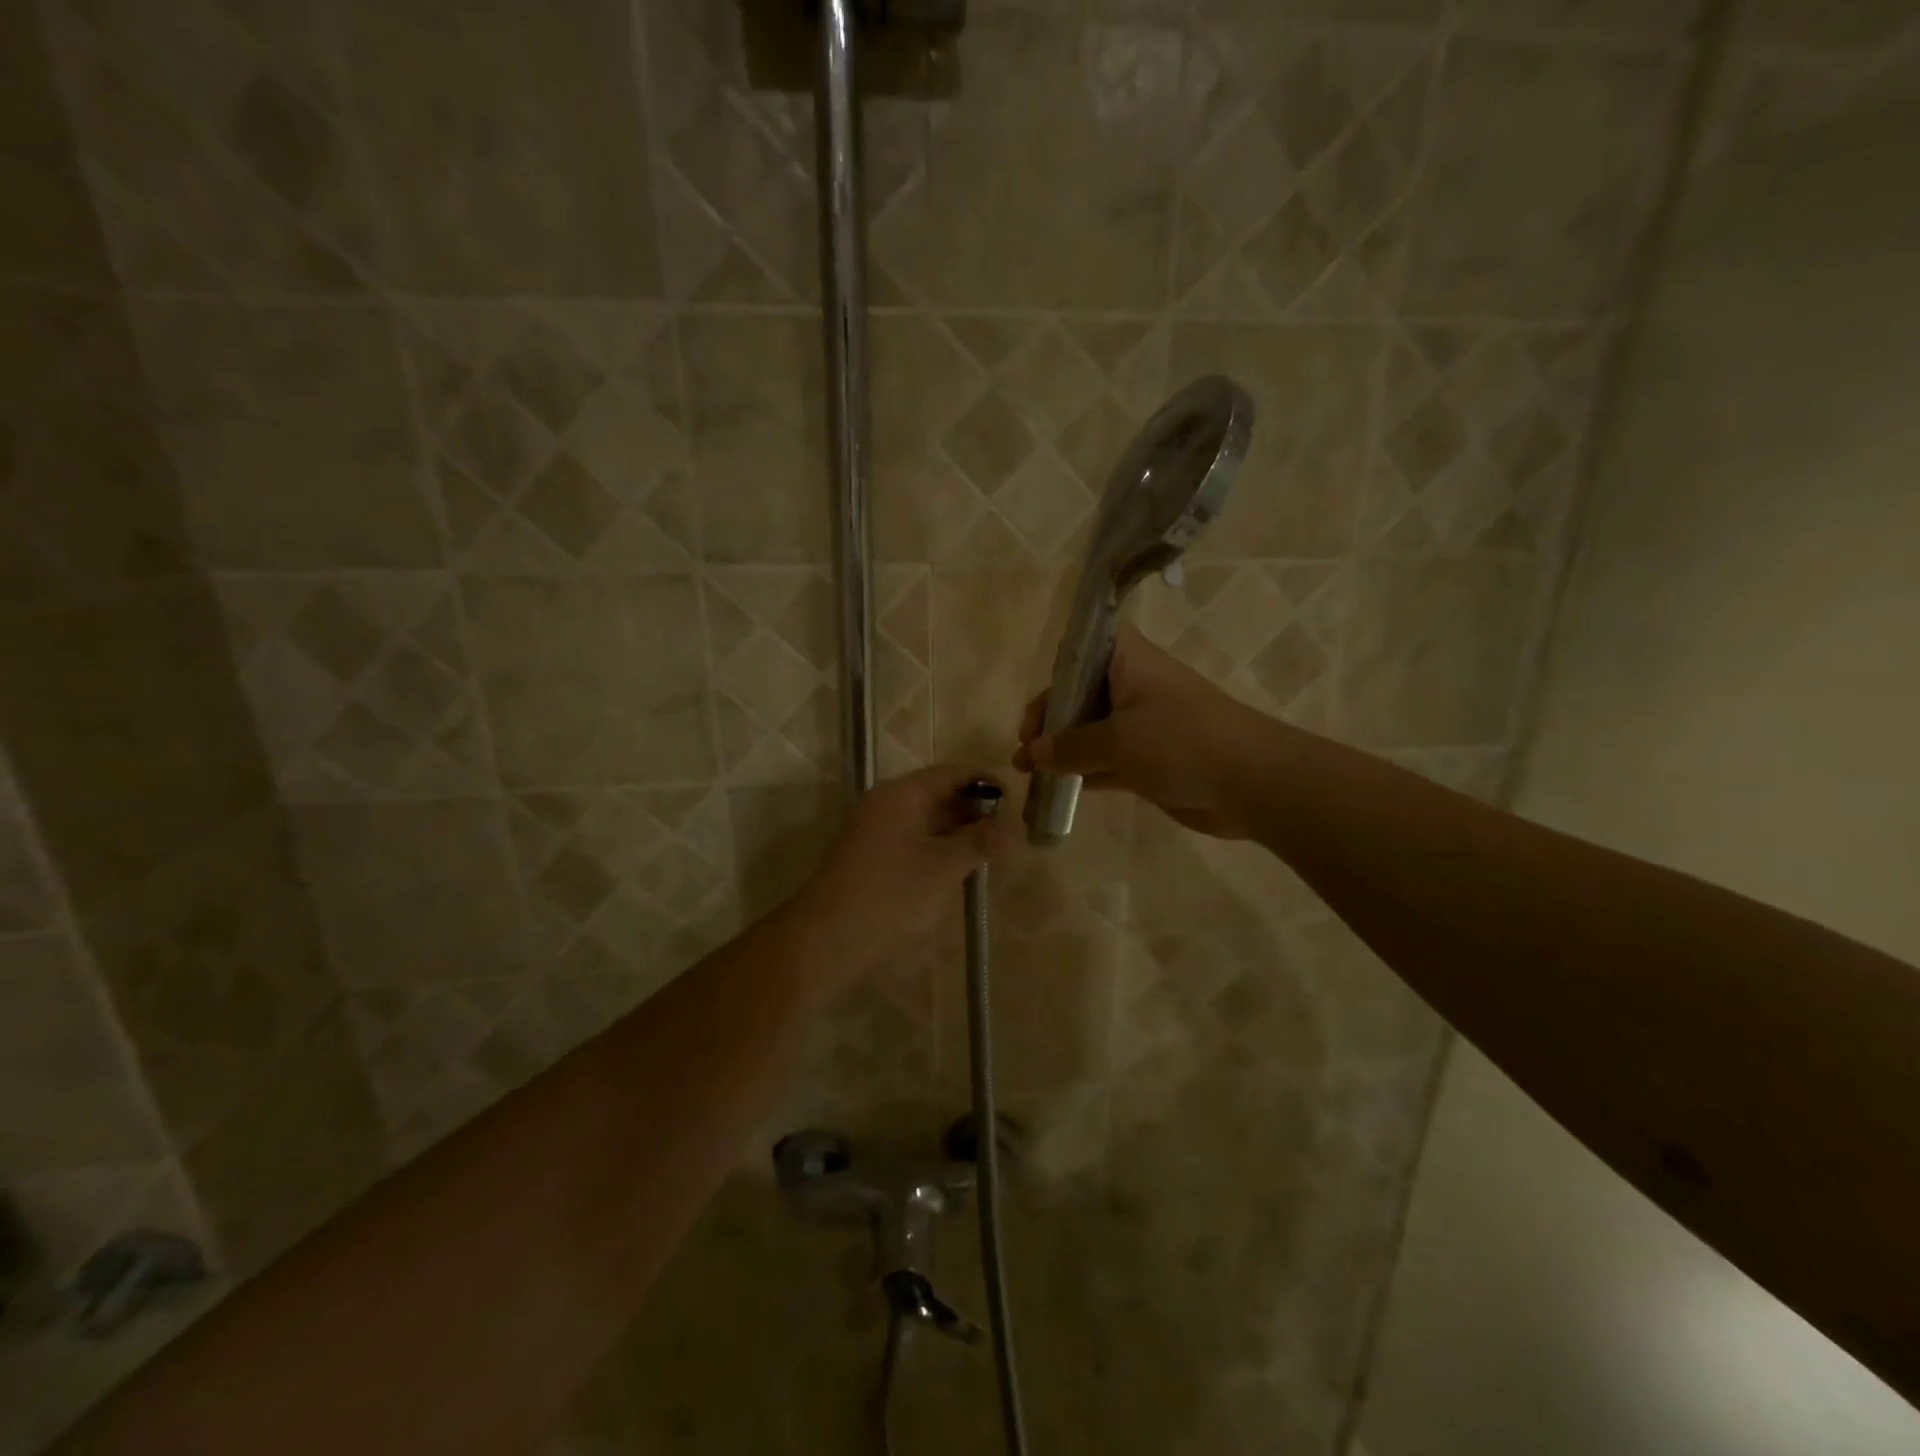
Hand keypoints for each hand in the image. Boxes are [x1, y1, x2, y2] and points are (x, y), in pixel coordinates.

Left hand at [789, 765, 1016, 982]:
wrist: (825, 940)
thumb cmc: (889, 896)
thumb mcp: (943, 868)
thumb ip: (981, 842)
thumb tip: (1017, 824)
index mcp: (902, 794)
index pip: (953, 773)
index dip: (988, 783)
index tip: (1018, 805)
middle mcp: (887, 803)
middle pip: (941, 793)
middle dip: (977, 811)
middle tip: (1011, 835)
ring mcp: (877, 830)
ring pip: (929, 820)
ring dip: (960, 832)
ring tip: (993, 853)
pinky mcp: (873, 856)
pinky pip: (915, 839)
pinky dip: (941, 848)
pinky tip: (961, 869)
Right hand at [1014, 627, 1275, 839]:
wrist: (1251, 782)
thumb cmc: (1180, 741)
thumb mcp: (1117, 741)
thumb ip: (1069, 747)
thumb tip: (1032, 753)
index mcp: (1127, 661)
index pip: (1079, 652)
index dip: (1053, 677)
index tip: (1035, 712)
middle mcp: (1132, 686)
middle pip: (1079, 695)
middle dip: (1049, 722)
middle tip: (1026, 749)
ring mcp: (1141, 725)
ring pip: (1089, 732)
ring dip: (1060, 751)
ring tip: (1026, 772)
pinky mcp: (1149, 759)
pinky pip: (1105, 761)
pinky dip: (1083, 773)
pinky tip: (1057, 789)